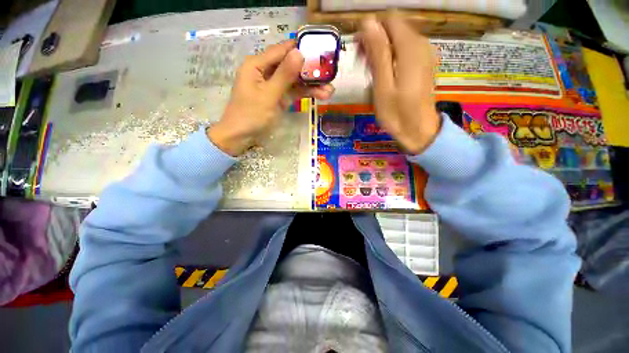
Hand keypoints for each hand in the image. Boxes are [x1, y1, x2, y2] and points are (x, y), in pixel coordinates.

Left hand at [208, 40, 334, 155]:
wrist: (241, 137)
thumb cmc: (251, 116)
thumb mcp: (268, 96)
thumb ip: (284, 75)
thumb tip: (300, 52)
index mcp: (258, 64)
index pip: (282, 50)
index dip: (302, 49)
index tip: (322, 50)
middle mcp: (266, 71)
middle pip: (291, 65)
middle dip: (310, 71)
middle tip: (330, 74)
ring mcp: (273, 85)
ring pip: (295, 80)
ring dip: (311, 85)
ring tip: (330, 90)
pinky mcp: (278, 97)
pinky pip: (293, 91)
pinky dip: (305, 94)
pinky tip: (320, 95)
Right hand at [358, 12, 440, 154]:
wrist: (418, 130)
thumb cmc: (397, 114)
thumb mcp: (382, 86)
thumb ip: (378, 53)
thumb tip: (368, 23)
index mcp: (410, 47)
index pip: (389, 19)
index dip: (371, 29)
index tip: (358, 49)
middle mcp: (421, 43)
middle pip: (394, 27)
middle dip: (375, 40)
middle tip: (362, 64)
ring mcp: (425, 53)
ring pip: (398, 38)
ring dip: (381, 49)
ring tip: (370, 72)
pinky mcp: (424, 63)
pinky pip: (405, 49)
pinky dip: (391, 56)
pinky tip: (384, 74)